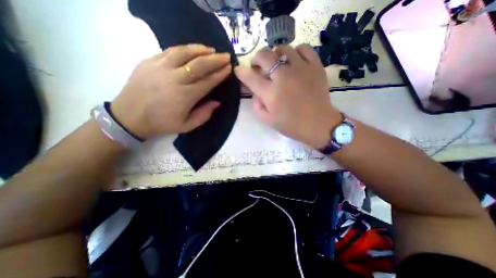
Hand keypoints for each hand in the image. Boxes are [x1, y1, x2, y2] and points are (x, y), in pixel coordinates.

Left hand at [111, 44, 231, 138]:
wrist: (129, 116)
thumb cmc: (162, 123)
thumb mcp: (187, 126)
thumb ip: (204, 115)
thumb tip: (217, 102)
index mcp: (185, 96)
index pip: (208, 81)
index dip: (220, 74)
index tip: (229, 68)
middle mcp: (174, 79)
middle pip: (199, 65)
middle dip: (215, 60)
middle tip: (226, 56)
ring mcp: (160, 67)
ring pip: (184, 53)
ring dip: (200, 50)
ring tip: (211, 50)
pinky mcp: (149, 61)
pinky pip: (170, 51)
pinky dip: (184, 49)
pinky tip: (192, 49)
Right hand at [235, 45, 342, 149]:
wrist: (318, 124)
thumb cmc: (291, 125)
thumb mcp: (268, 120)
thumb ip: (257, 106)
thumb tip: (256, 93)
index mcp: (271, 93)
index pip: (251, 77)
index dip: (241, 72)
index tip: (238, 70)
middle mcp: (284, 77)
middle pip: (265, 56)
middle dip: (256, 58)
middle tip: (258, 65)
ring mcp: (301, 69)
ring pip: (284, 49)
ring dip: (275, 54)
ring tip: (276, 63)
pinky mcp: (315, 67)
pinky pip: (304, 49)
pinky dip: (296, 52)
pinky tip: (294, 60)